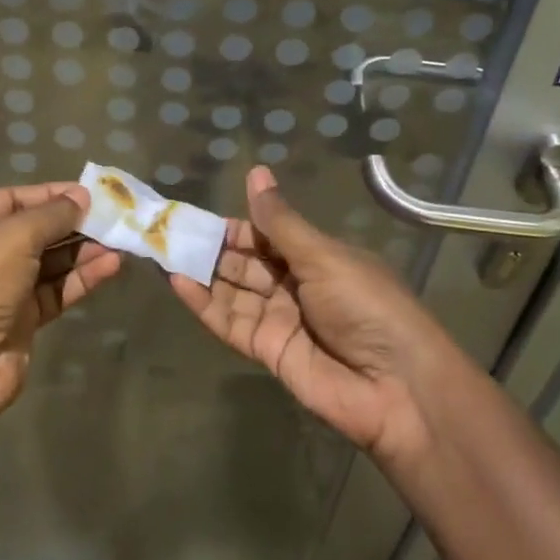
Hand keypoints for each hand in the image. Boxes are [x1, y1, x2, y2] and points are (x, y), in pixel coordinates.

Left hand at [0, 182, 121, 423]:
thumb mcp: (13, 237)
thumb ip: (52, 214)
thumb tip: (82, 196)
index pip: (13, 199)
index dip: (52, 194)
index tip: (91, 192)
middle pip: (33, 230)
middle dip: (73, 223)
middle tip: (113, 216)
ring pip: (48, 262)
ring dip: (83, 250)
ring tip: (120, 239)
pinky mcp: (19, 320)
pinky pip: (55, 290)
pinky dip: (81, 278)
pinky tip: (111, 266)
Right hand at [169, 166, 452, 462]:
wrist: (397, 387)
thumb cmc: (367, 305)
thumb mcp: (323, 256)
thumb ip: (280, 222)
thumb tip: (255, 171)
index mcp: (314, 255)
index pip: (264, 233)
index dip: (232, 225)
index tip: (194, 215)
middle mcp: (294, 283)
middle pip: (244, 262)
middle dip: (210, 248)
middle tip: (167, 233)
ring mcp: (279, 318)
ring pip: (233, 290)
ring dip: (201, 273)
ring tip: (162, 254)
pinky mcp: (268, 350)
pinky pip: (231, 323)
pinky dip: (205, 304)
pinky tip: (178, 284)